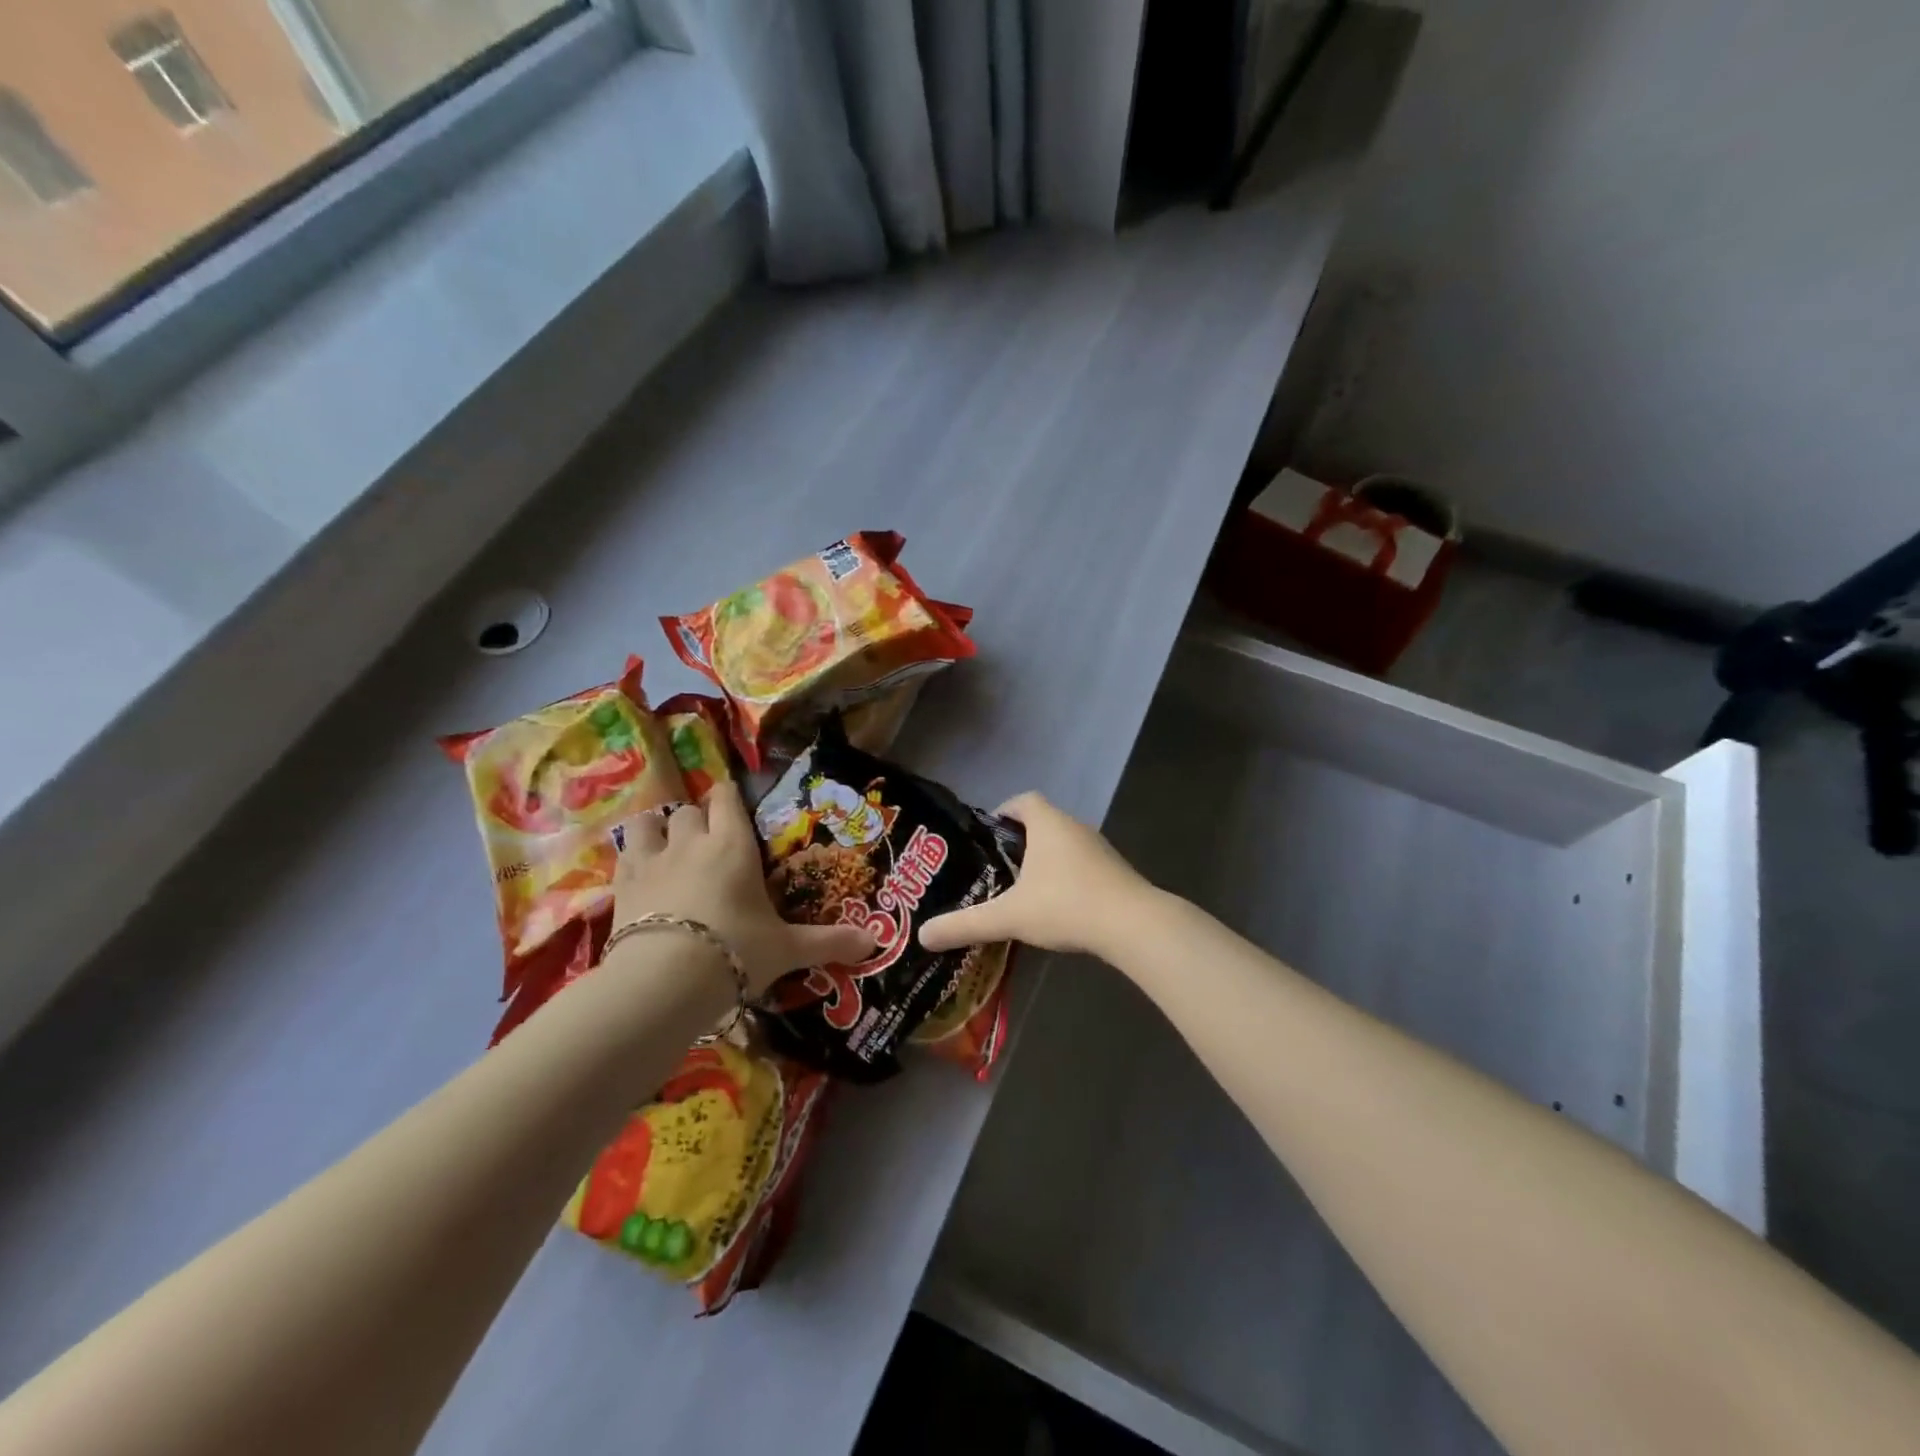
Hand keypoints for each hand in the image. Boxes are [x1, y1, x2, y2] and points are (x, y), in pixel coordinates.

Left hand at [612, 781, 873, 996]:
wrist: (665, 980)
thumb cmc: (736, 952)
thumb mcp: (787, 950)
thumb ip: (829, 942)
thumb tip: (875, 943)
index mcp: (734, 845)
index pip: (727, 798)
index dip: (728, 797)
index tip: (732, 804)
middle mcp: (693, 841)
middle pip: (690, 809)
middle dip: (698, 818)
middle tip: (707, 841)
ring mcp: (653, 859)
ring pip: (651, 822)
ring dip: (659, 829)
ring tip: (667, 848)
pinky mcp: (622, 884)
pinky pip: (624, 852)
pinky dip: (633, 855)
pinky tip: (639, 871)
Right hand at [918, 792, 1152, 959]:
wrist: (1132, 924)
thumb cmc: (1066, 905)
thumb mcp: (1009, 916)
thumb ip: (966, 923)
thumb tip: (923, 935)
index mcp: (1048, 824)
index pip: (1023, 801)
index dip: (1004, 811)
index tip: (988, 834)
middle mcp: (1074, 827)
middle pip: (1043, 822)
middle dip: (1020, 840)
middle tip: (997, 866)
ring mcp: (1099, 848)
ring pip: (1064, 844)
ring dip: (1045, 859)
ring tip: (1021, 888)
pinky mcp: (1114, 871)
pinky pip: (1082, 864)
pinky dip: (1066, 876)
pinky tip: (1056, 905)